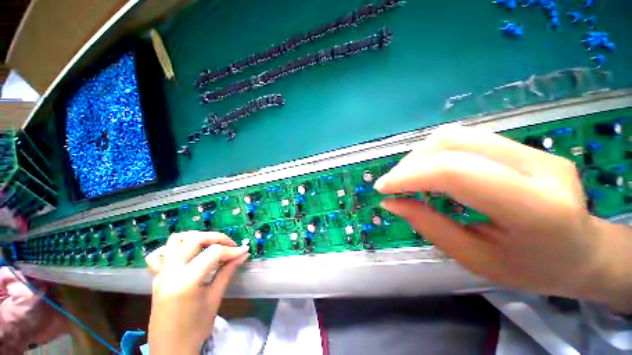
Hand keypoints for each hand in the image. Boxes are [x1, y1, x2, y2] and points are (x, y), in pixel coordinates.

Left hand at [146, 231, 248, 353]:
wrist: (170, 349)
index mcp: (186, 281)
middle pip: (194, 239)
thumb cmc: (195, 328)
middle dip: (217, 238)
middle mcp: (170, 272)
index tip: (243, 251)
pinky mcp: (155, 277)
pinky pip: (159, 254)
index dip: (231, 250)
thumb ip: (227, 272)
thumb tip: (242, 254)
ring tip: (210, 245)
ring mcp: (160, 273)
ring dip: (196, 237)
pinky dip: (174, 248)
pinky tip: (185, 254)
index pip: (213, 253)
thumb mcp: (214, 298)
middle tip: (230, 246)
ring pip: (175, 240)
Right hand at [374, 125, 631, 311]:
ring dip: (419, 156)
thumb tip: (391, 203)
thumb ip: (429, 226)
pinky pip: (466, 139)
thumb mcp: (475, 260)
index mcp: (534, 208)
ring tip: (408, 178)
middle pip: (452, 144)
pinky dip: (435, 153)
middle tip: (392, 185)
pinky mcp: (524, 146)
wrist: (585, 253)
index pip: (455, 172)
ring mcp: (533, 150)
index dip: (409, 176)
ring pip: (456, 135)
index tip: (382, 189)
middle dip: (410, 165)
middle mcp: (537, 166)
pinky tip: (429, 171)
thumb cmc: (533, 269)